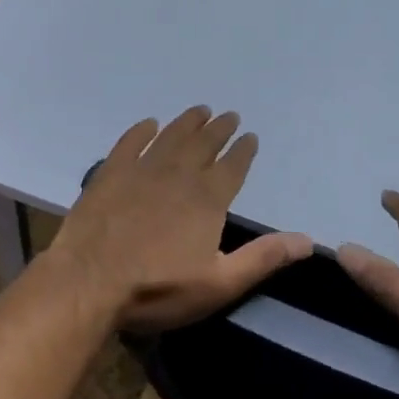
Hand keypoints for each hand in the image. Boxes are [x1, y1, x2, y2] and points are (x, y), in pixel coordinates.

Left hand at [48, 106, 312, 330]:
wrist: (90, 280)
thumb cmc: (158, 288)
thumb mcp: (219, 283)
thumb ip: (263, 258)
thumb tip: (308, 240)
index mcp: (207, 199)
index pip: (232, 167)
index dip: (243, 151)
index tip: (250, 136)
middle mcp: (178, 175)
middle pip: (203, 144)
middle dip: (219, 129)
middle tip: (229, 115)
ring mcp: (141, 170)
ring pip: (170, 137)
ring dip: (187, 122)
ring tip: (199, 110)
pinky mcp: (110, 173)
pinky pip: (129, 143)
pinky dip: (141, 131)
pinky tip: (149, 124)